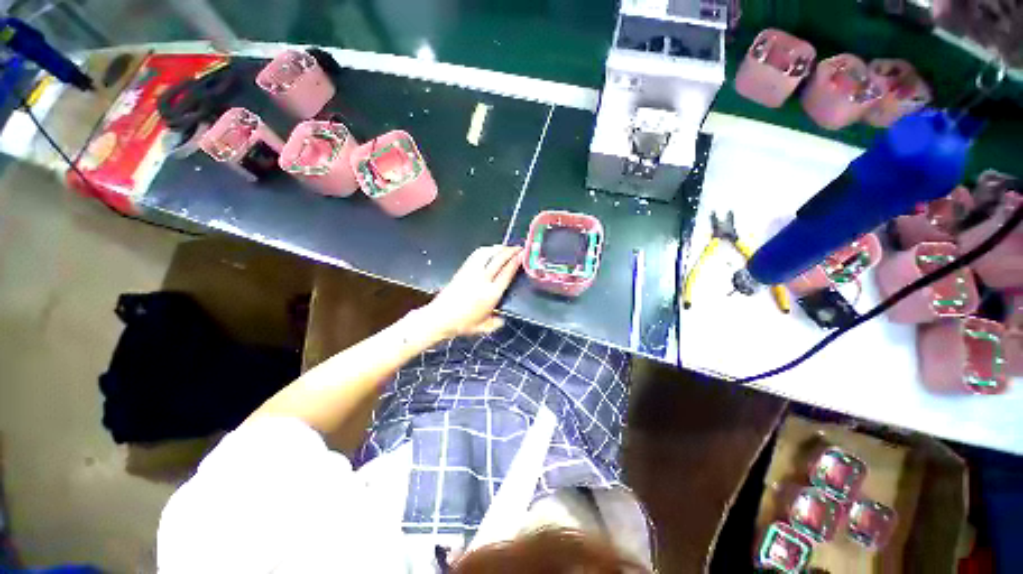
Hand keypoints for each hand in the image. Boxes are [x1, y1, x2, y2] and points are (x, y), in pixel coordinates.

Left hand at [421, 245, 522, 338]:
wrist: (440, 317)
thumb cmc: (463, 324)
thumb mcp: (483, 328)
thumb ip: (496, 323)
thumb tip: (502, 319)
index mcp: (491, 294)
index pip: (507, 272)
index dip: (516, 261)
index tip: (523, 255)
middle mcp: (483, 279)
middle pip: (499, 259)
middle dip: (511, 251)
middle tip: (519, 248)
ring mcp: (472, 272)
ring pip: (488, 253)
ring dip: (499, 248)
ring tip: (506, 248)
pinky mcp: (463, 269)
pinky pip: (477, 254)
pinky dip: (486, 250)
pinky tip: (490, 250)